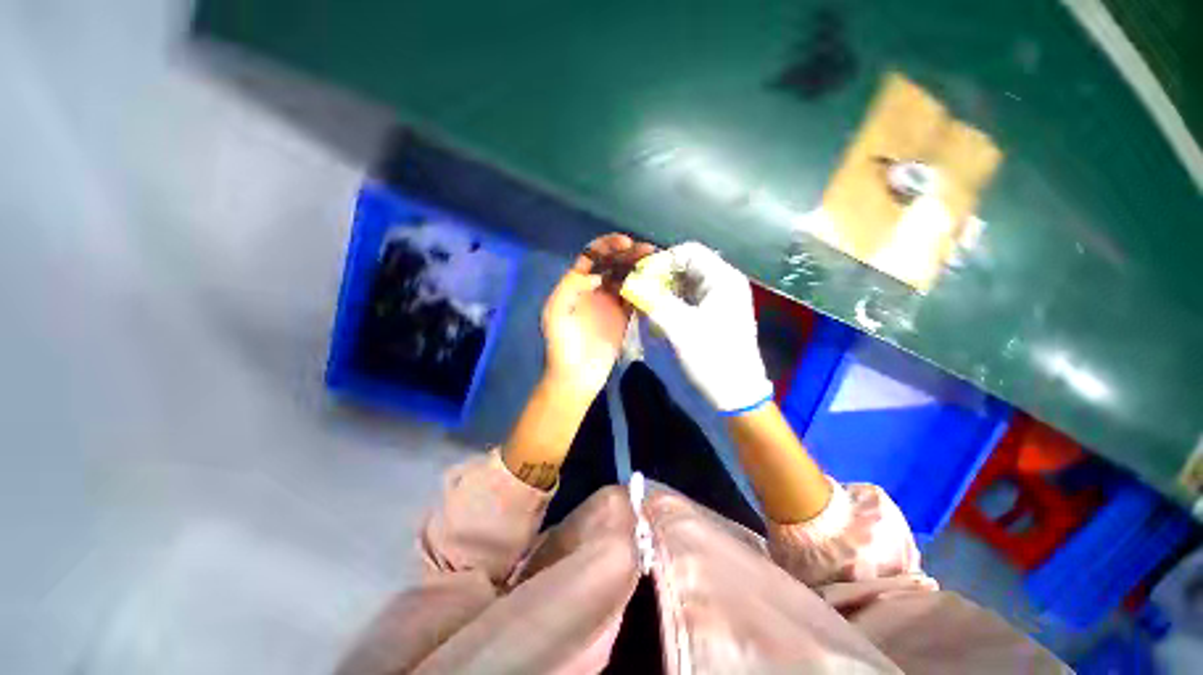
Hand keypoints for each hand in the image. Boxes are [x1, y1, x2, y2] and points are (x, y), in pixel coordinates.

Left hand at [541, 234, 654, 397]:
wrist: (576, 375)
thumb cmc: (562, 344)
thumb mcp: (556, 311)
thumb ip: (572, 286)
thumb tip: (598, 274)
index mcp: (576, 284)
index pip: (592, 256)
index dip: (607, 245)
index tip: (625, 242)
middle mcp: (595, 289)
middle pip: (613, 264)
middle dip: (629, 253)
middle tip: (648, 250)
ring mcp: (611, 303)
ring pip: (627, 278)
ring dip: (640, 267)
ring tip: (657, 261)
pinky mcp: (624, 317)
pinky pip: (636, 297)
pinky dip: (645, 287)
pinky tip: (656, 281)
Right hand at [630, 242, 771, 412]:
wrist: (732, 398)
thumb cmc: (711, 360)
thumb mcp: (679, 328)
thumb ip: (652, 301)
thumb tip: (630, 282)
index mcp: (722, 279)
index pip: (687, 253)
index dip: (661, 261)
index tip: (638, 279)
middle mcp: (719, 285)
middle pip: (682, 268)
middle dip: (657, 279)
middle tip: (636, 294)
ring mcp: (713, 303)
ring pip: (679, 286)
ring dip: (659, 294)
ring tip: (642, 308)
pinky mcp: (705, 319)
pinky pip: (681, 303)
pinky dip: (665, 307)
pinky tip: (653, 319)